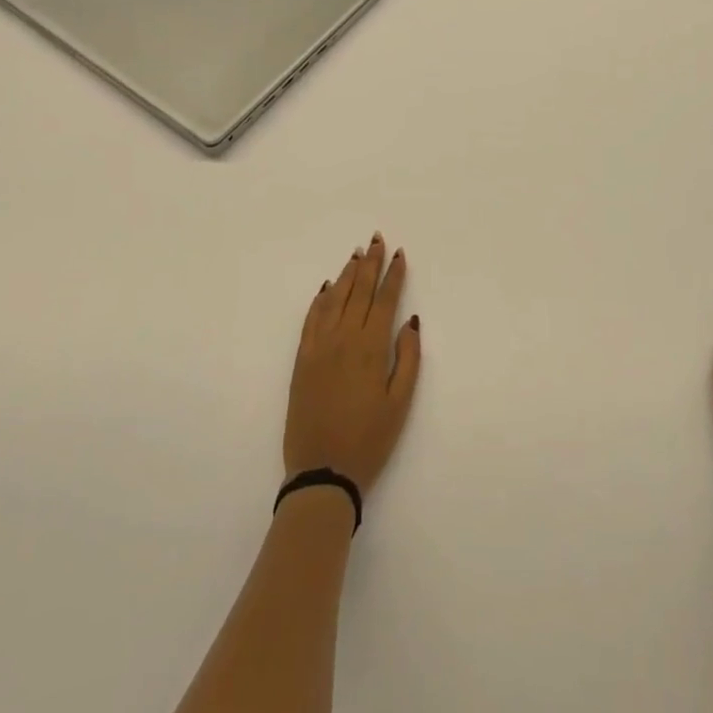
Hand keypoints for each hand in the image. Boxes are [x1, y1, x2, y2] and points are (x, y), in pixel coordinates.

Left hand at [284, 234, 421, 494]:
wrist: (322, 471)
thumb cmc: (369, 440)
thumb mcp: (400, 403)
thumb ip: (408, 358)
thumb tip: (410, 320)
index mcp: (371, 347)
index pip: (385, 299)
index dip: (393, 275)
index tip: (399, 254)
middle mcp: (344, 337)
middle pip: (360, 291)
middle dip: (370, 263)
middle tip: (376, 240)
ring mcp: (319, 346)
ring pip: (335, 298)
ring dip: (347, 274)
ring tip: (356, 255)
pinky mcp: (301, 359)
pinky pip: (311, 318)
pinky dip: (321, 299)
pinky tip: (327, 288)